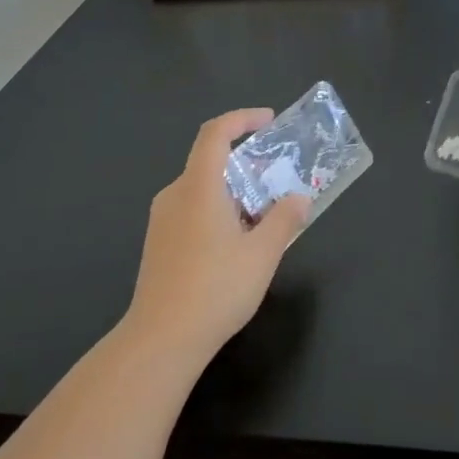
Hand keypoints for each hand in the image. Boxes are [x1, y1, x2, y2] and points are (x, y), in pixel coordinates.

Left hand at [123, 108, 311, 371]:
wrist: (161, 340)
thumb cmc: (215, 289)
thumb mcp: (262, 254)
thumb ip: (284, 220)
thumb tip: (300, 198)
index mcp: (198, 186)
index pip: (215, 133)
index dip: (242, 118)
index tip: (269, 121)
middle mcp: (175, 195)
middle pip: (209, 161)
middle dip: (246, 164)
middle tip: (277, 179)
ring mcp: (162, 220)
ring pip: (201, 190)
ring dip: (234, 192)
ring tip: (264, 216)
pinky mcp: (158, 244)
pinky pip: (192, 211)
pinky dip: (218, 211)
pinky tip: (238, 243)